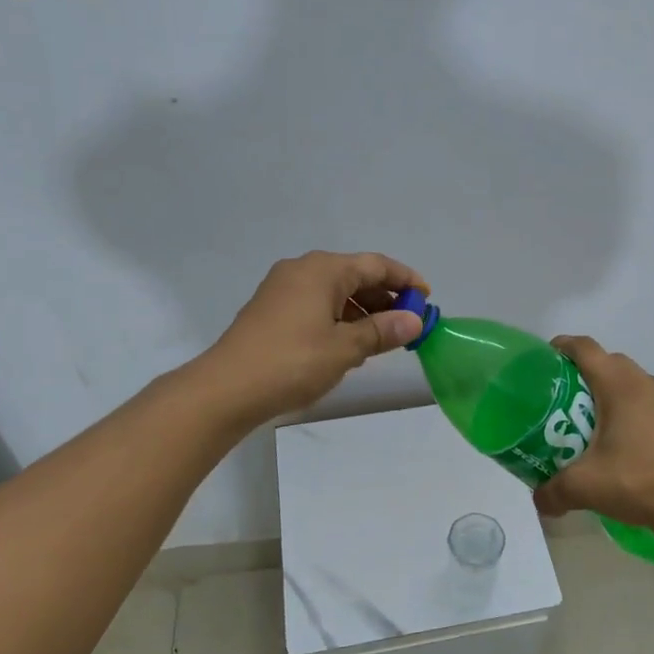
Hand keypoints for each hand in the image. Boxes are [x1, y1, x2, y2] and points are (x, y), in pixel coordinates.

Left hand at [200, 251, 427, 423]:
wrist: (227, 388)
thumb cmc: (292, 362)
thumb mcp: (345, 348)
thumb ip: (382, 330)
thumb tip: (413, 320)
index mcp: (323, 270)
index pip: (375, 265)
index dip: (405, 280)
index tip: (427, 298)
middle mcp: (302, 270)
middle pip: (355, 275)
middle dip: (384, 297)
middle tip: (408, 322)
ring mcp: (282, 289)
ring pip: (334, 292)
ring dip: (362, 310)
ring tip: (383, 337)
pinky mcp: (271, 310)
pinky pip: (316, 304)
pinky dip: (338, 317)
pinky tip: (348, 343)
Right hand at [532, 336, 653, 554]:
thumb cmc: (639, 483)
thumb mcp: (586, 487)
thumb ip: (553, 491)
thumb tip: (538, 500)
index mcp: (620, 386)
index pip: (585, 348)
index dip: (562, 346)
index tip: (544, 358)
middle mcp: (647, 384)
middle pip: (610, 363)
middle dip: (585, 373)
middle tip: (564, 398)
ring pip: (634, 384)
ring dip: (613, 394)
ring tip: (595, 422)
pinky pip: (653, 405)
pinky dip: (636, 413)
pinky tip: (629, 444)